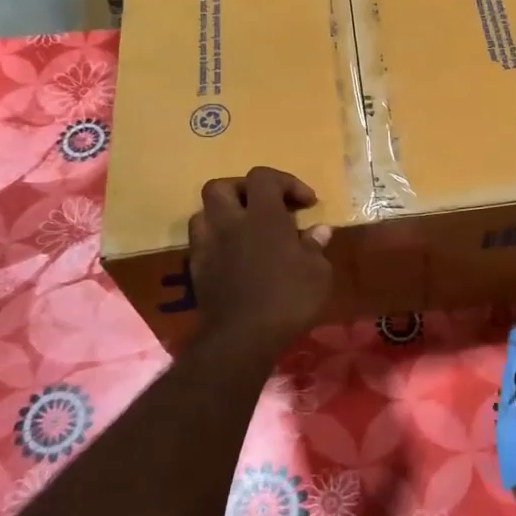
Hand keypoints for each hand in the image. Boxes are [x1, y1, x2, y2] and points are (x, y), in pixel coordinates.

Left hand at [188, 166, 333, 357]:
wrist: (241, 338)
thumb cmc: (288, 300)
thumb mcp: (318, 274)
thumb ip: (316, 247)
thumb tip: (319, 231)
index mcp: (262, 216)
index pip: (264, 177)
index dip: (286, 182)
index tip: (307, 203)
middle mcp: (229, 223)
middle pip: (222, 187)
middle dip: (243, 190)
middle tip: (265, 207)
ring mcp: (208, 246)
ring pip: (204, 213)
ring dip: (224, 215)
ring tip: (244, 230)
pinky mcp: (196, 270)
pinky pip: (202, 243)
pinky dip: (217, 242)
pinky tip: (234, 257)